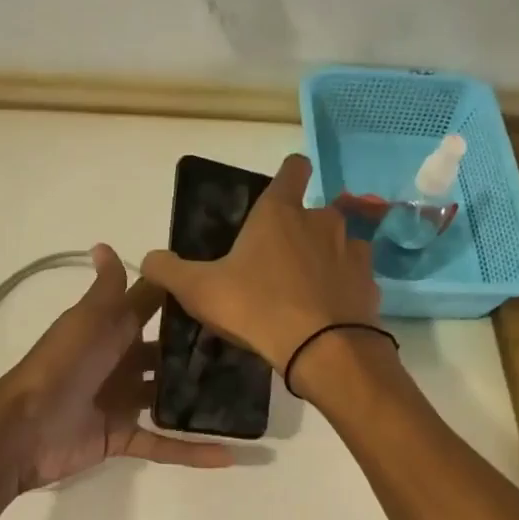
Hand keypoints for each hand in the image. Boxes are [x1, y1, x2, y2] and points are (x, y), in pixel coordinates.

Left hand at [0, 244, 234, 490]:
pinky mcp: (122, 437)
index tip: (227, 287)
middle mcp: (120, 362)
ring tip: (249, 397)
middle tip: (250, 349)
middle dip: (202, 351)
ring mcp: (122, 402)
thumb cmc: (61, 365)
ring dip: (201, 399)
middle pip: (167, 354)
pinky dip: (191, 451)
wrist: (24, 428)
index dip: (184, 297)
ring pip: (170, 398)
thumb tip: (104, 244)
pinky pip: (163, 444)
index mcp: (112, 329)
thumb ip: (107, 289)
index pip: (153, 307)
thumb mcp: (87, 319)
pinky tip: (229, 454)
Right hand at [141, 154, 380, 375]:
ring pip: (338, 244)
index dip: (287, 174)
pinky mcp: (370, 283)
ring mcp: (353, 250)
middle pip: (313, 213)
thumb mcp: (199, 290)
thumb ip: (168, 270)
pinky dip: (342, 288)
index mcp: (280, 212)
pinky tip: (327, 312)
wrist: (322, 350)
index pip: (292, 169)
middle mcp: (322, 220)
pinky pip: (353, 277)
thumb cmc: (255, 307)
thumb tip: (147, 259)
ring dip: (324, 259)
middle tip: (277, 265)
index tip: (279, 191)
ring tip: (305, 291)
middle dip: (299, 232)